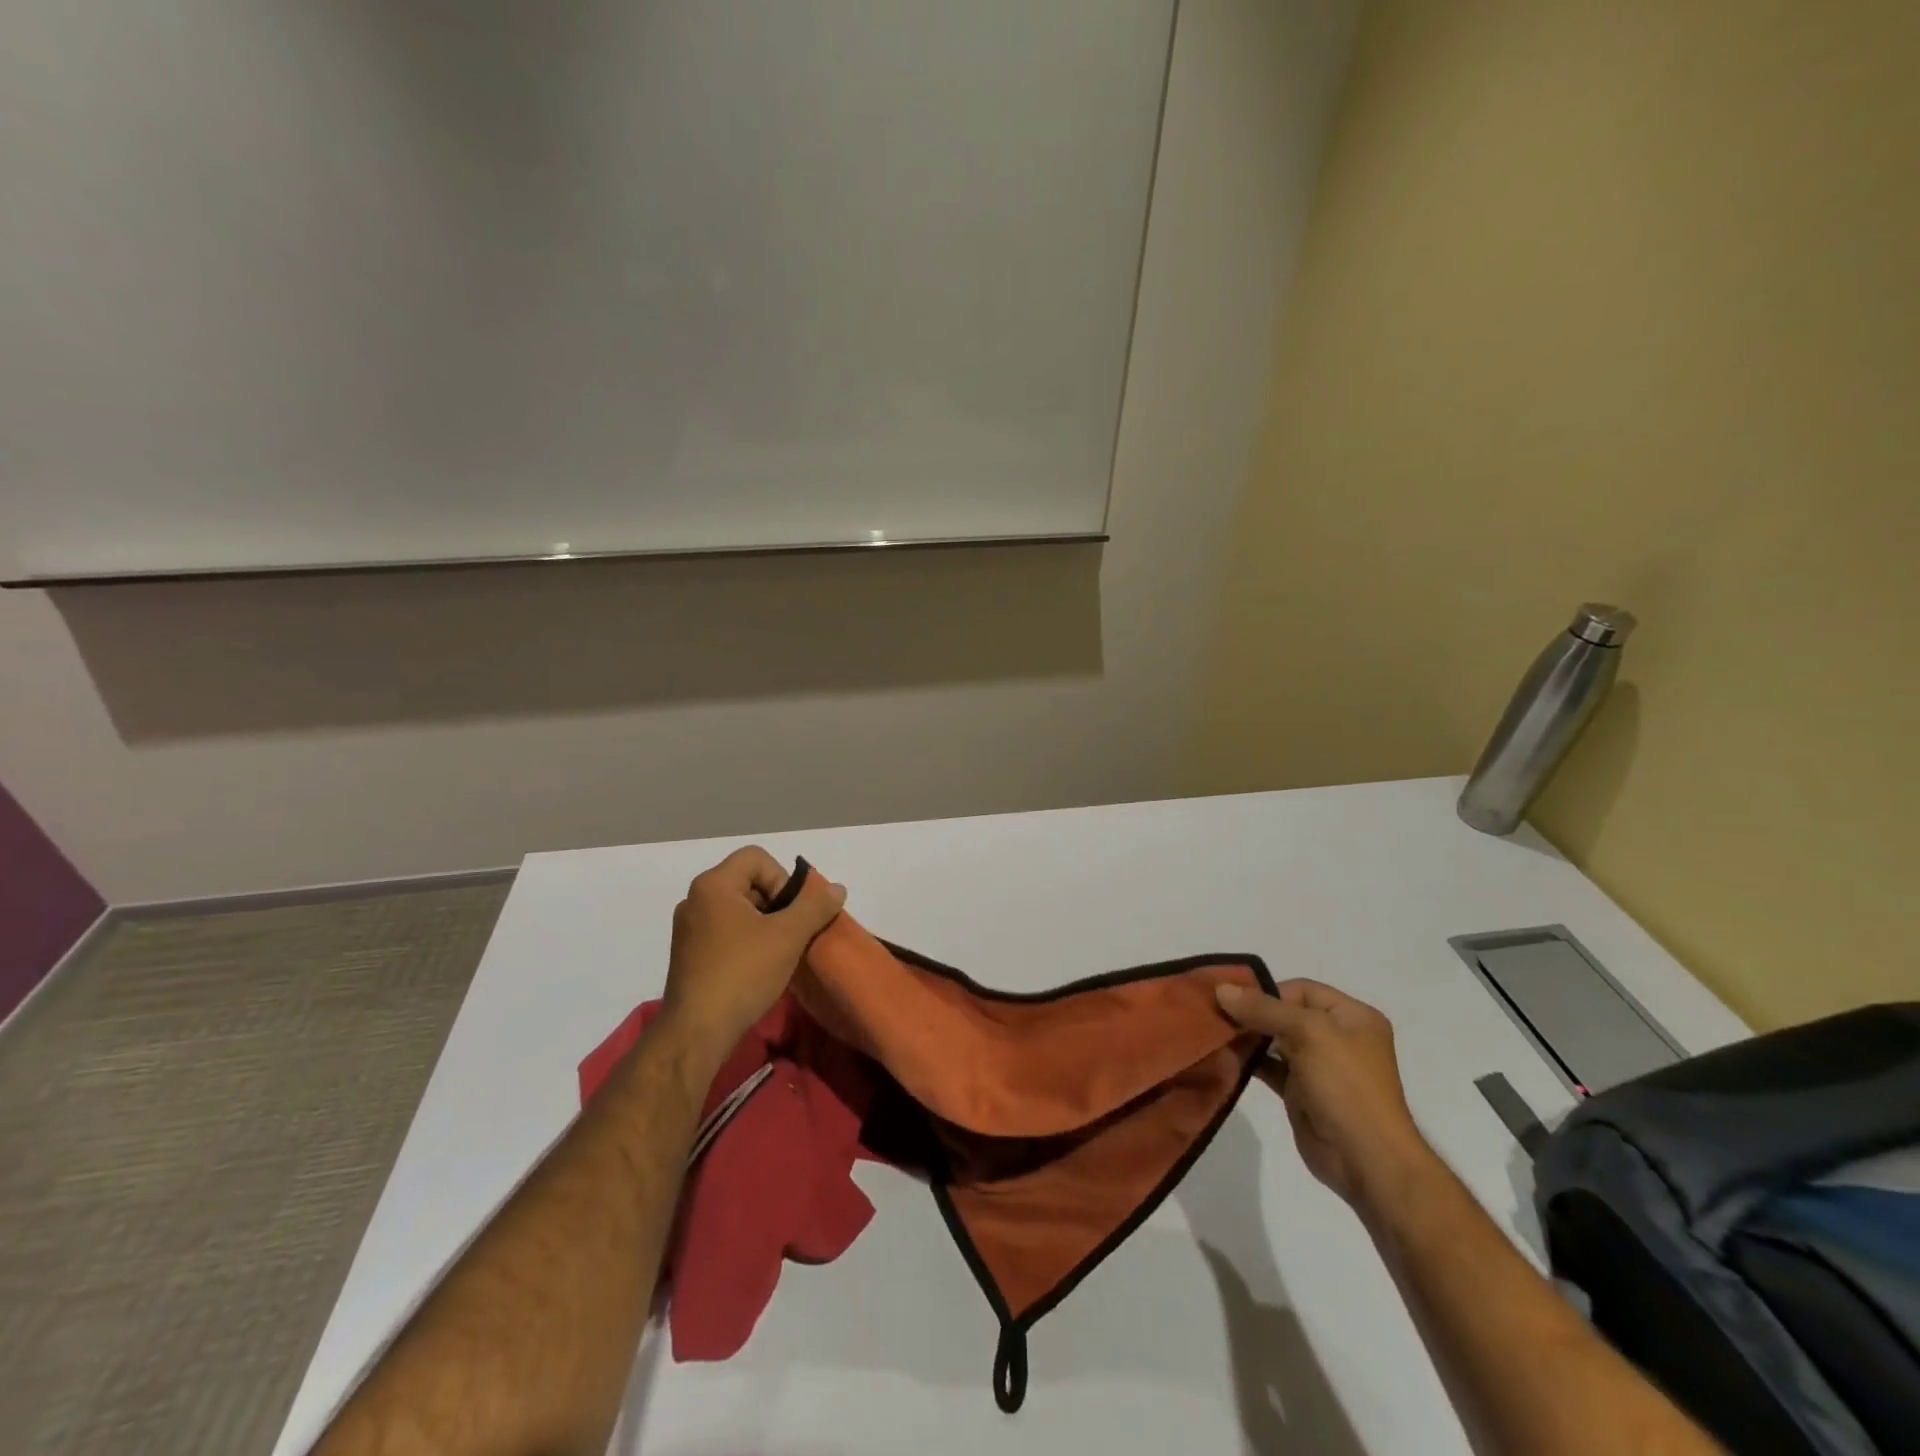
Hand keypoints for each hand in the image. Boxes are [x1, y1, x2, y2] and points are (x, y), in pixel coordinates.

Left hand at [659, 847, 845, 1068]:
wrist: (696, 1031)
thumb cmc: (743, 973)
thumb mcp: (788, 936)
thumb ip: (815, 907)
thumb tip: (837, 888)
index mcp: (714, 885)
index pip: (756, 857)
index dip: (781, 878)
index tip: (790, 912)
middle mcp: (695, 899)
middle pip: (746, 881)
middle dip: (776, 902)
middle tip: (789, 932)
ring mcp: (688, 928)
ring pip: (736, 908)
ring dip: (762, 923)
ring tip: (777, 952)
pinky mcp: (687, 953)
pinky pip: (723, 930)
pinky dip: (745, 939)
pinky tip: (756, 967)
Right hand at [1216, 978, 1435, 1213]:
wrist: (1366, 1160)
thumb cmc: (1346, 1086)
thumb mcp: (1308, 1033)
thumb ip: (1264, 1008)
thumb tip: (1221, 988)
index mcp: (1352, 1017)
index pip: (1302, 990)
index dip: (1269, 992)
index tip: (1234, 1000)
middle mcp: (1337, 1037)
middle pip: (1286, 1013)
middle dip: (1253, 1012)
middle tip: (1216, 1012)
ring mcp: (1319, 1066)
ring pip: (1275, 1040)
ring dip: (1248, 1036)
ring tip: (1215, 1032)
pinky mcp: (1301, 1092)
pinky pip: (1270, 1067)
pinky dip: (1250, 1060)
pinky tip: (1226, 1056)